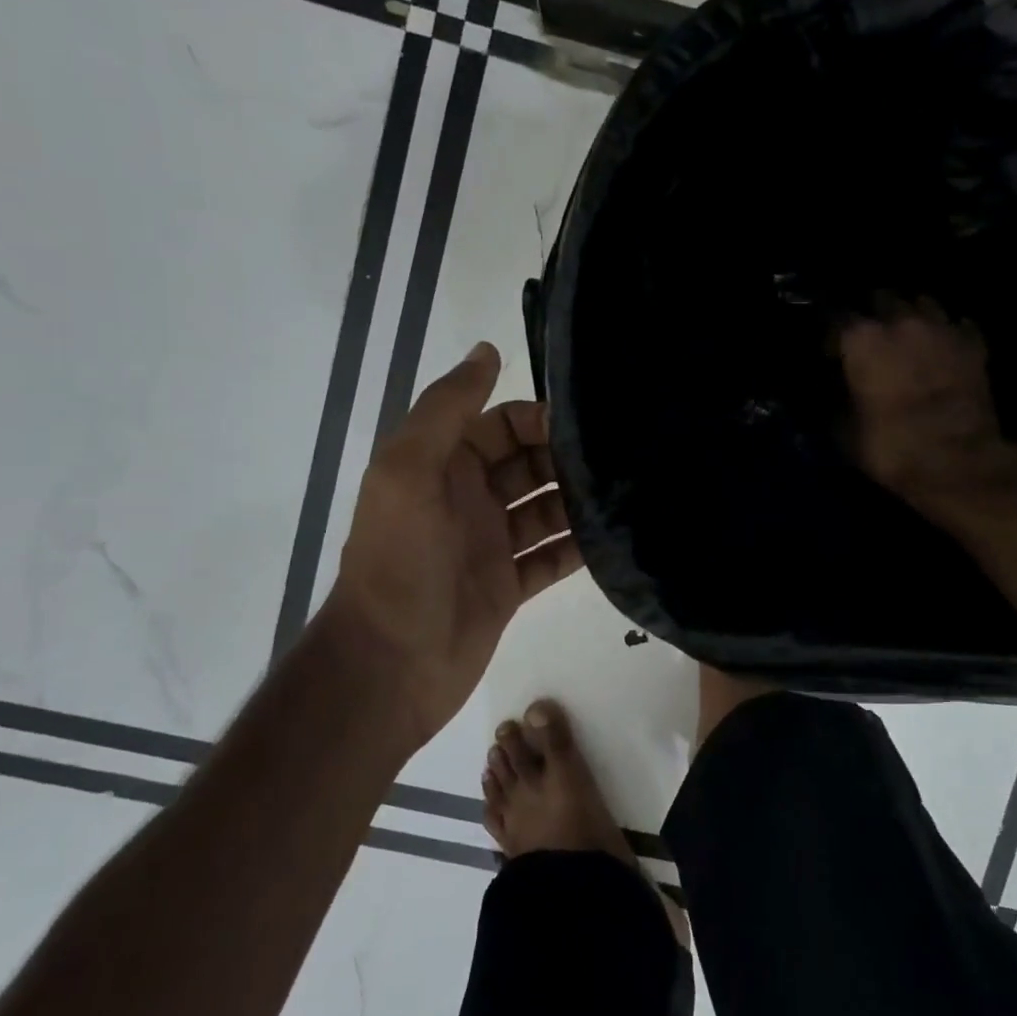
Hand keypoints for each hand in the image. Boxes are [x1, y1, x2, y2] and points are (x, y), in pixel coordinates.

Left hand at [317, 343, 580, 753]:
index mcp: (440, 465)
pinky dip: (579, 548)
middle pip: (529, 464)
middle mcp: (467, 498)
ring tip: (627, 495)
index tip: (584, 425)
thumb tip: (488, 349)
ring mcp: (490, 544)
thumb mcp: (409, 471)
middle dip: (567, 459)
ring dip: (580, 502)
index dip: (538, 419)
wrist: (389, 666)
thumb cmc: (398, 562)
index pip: (500, 424)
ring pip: (546, 509)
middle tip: (619, 461)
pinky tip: (615, 540)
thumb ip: (446, 408)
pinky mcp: (510, 586)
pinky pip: (552, 557)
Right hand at [839, 305, 1016, 515]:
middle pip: (881, 298)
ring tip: (908, 335)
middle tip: (870, 337)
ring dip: (912, 316)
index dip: (830, 335)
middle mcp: (900, 321)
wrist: (957, 461)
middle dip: (873, 313)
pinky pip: (957, 325)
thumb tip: (834, 392)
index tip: (828, 352)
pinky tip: (944, 347)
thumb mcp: (843, 431)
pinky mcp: (974, 344)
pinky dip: (948, 333)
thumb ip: (836, 401)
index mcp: (861, 338)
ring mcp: (942, 328)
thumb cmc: (890, 446)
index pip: (835, 317)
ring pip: (923, 303)